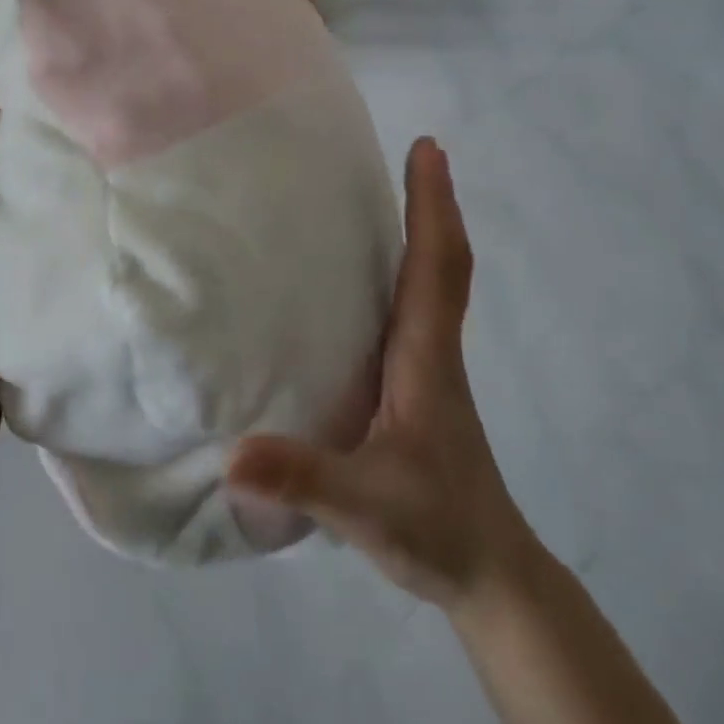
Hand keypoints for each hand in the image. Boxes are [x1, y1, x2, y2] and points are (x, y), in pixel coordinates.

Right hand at [228, 139, 532, 610]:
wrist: (490, 574)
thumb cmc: (438, 529)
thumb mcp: (365, 506)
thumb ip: (302, 479)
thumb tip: (232, 454)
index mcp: (425, 358)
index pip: (435, 267)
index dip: (433, 206)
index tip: (429, 148)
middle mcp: (431, 350)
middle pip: (441, 262)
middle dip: (432, 204)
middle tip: (417, 154)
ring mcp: (429, 369)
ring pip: (432, 285)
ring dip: (422, 234)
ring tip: (391, 195)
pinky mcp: (419, 389)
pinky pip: (415, 312)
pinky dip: (407, 274)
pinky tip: (371, 280)